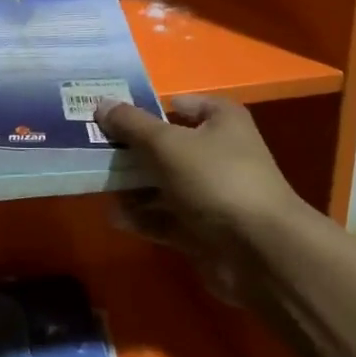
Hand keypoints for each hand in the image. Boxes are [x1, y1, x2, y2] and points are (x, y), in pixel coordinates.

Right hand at [95, 95, 308, 300]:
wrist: (260, 252)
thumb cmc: (215, 179)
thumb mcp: (166, 143)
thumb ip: (130, 124)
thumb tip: (100, 104)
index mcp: (221, 121)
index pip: (180, 104)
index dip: (147, 107)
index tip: (111, 115)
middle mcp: (220, 153)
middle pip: (168, 146)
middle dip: (133, 150)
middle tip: (95, 150)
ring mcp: (213, 194)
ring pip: (165, 184)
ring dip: (134, 187)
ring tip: (99, 185)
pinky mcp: (206, 230)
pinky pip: (168, 218)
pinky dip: (144, 218)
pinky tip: (116, 218)